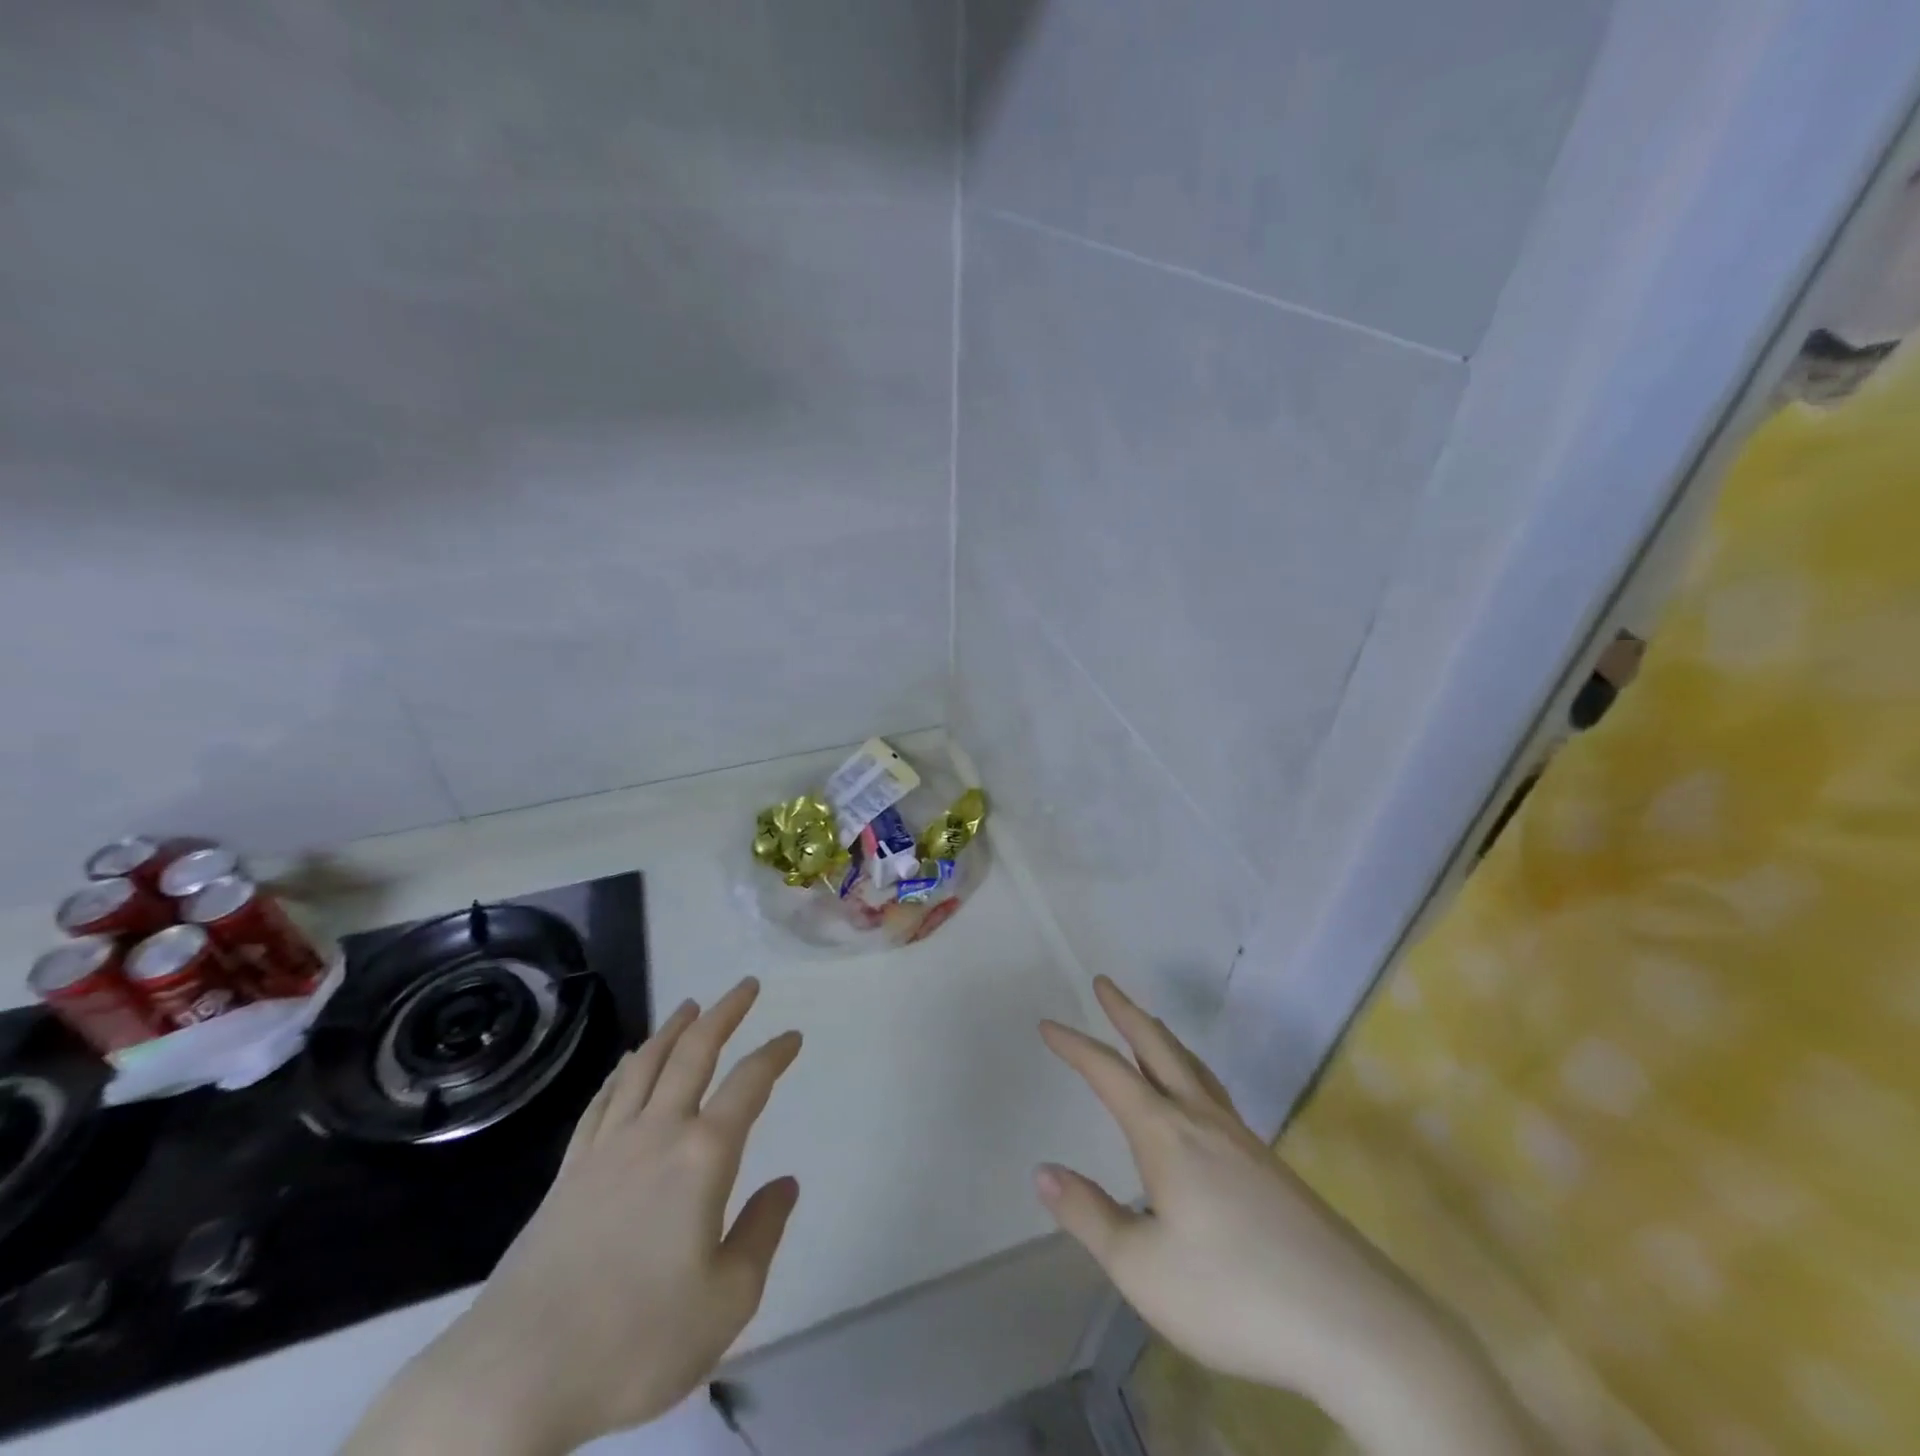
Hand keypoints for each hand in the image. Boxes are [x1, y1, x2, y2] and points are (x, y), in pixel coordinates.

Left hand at [345, 978, 801, 1454]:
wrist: (515, 1374)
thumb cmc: (635, 1339)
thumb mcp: (727, 1300)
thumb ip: (761, 1232)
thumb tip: (786, 1183)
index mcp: (703, 1156)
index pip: (748, 1084)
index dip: (774, 1054)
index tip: (793, 1036)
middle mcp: (657, 1133)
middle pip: (693, 1053)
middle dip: (724, 1014)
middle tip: (745, 986)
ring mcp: (607, 1148)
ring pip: (645, 1066)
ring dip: (673, 1029)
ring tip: (691, 1006)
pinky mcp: (569, 1172)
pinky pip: (602, 1102)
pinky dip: (621, 1072)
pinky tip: (627, 1063)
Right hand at [1038, 977, 1534, 1454]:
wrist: (1357, 1325)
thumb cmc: (1236, 1294)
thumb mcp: (1143, 1269)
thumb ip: (1089, 1216)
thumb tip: (1043, 1171)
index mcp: (1167, 1136)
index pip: (1109, 1074)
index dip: (1075, 1046)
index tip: (1047, 1024)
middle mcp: (1203, 1122)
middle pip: (1158, 1049)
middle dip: (1126, 1013)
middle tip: (1104, 983)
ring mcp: (1243, 1140)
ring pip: (1193, 1068)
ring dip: (1161, 1038)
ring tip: (1146, 1023)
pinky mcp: (1269, 1164)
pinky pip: (1216, 1093)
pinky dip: (1191, 1070)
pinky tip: (1197, 1098)